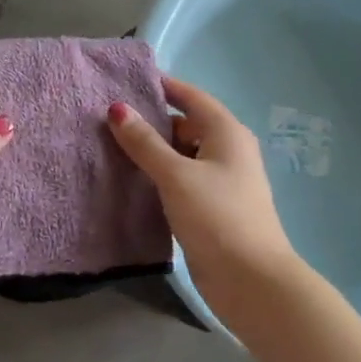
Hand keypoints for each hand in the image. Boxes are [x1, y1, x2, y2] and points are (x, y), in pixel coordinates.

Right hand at [106, 76, 299, 299]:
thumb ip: (144, 142)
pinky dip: (159, 175)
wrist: (251, 281)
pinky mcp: (211, 208)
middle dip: (152, 121)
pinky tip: (131, 180)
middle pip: (186, 125)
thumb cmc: (217, 217)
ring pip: (182, 155)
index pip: (191, 97)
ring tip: (111, 146)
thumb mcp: (176, 175)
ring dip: (153, 151)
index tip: (127, 80)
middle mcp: (227, 151)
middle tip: (109, 118)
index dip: (163, 86)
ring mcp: (221, 182)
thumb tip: (117, 109)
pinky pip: (181, 180)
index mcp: (226, 133)